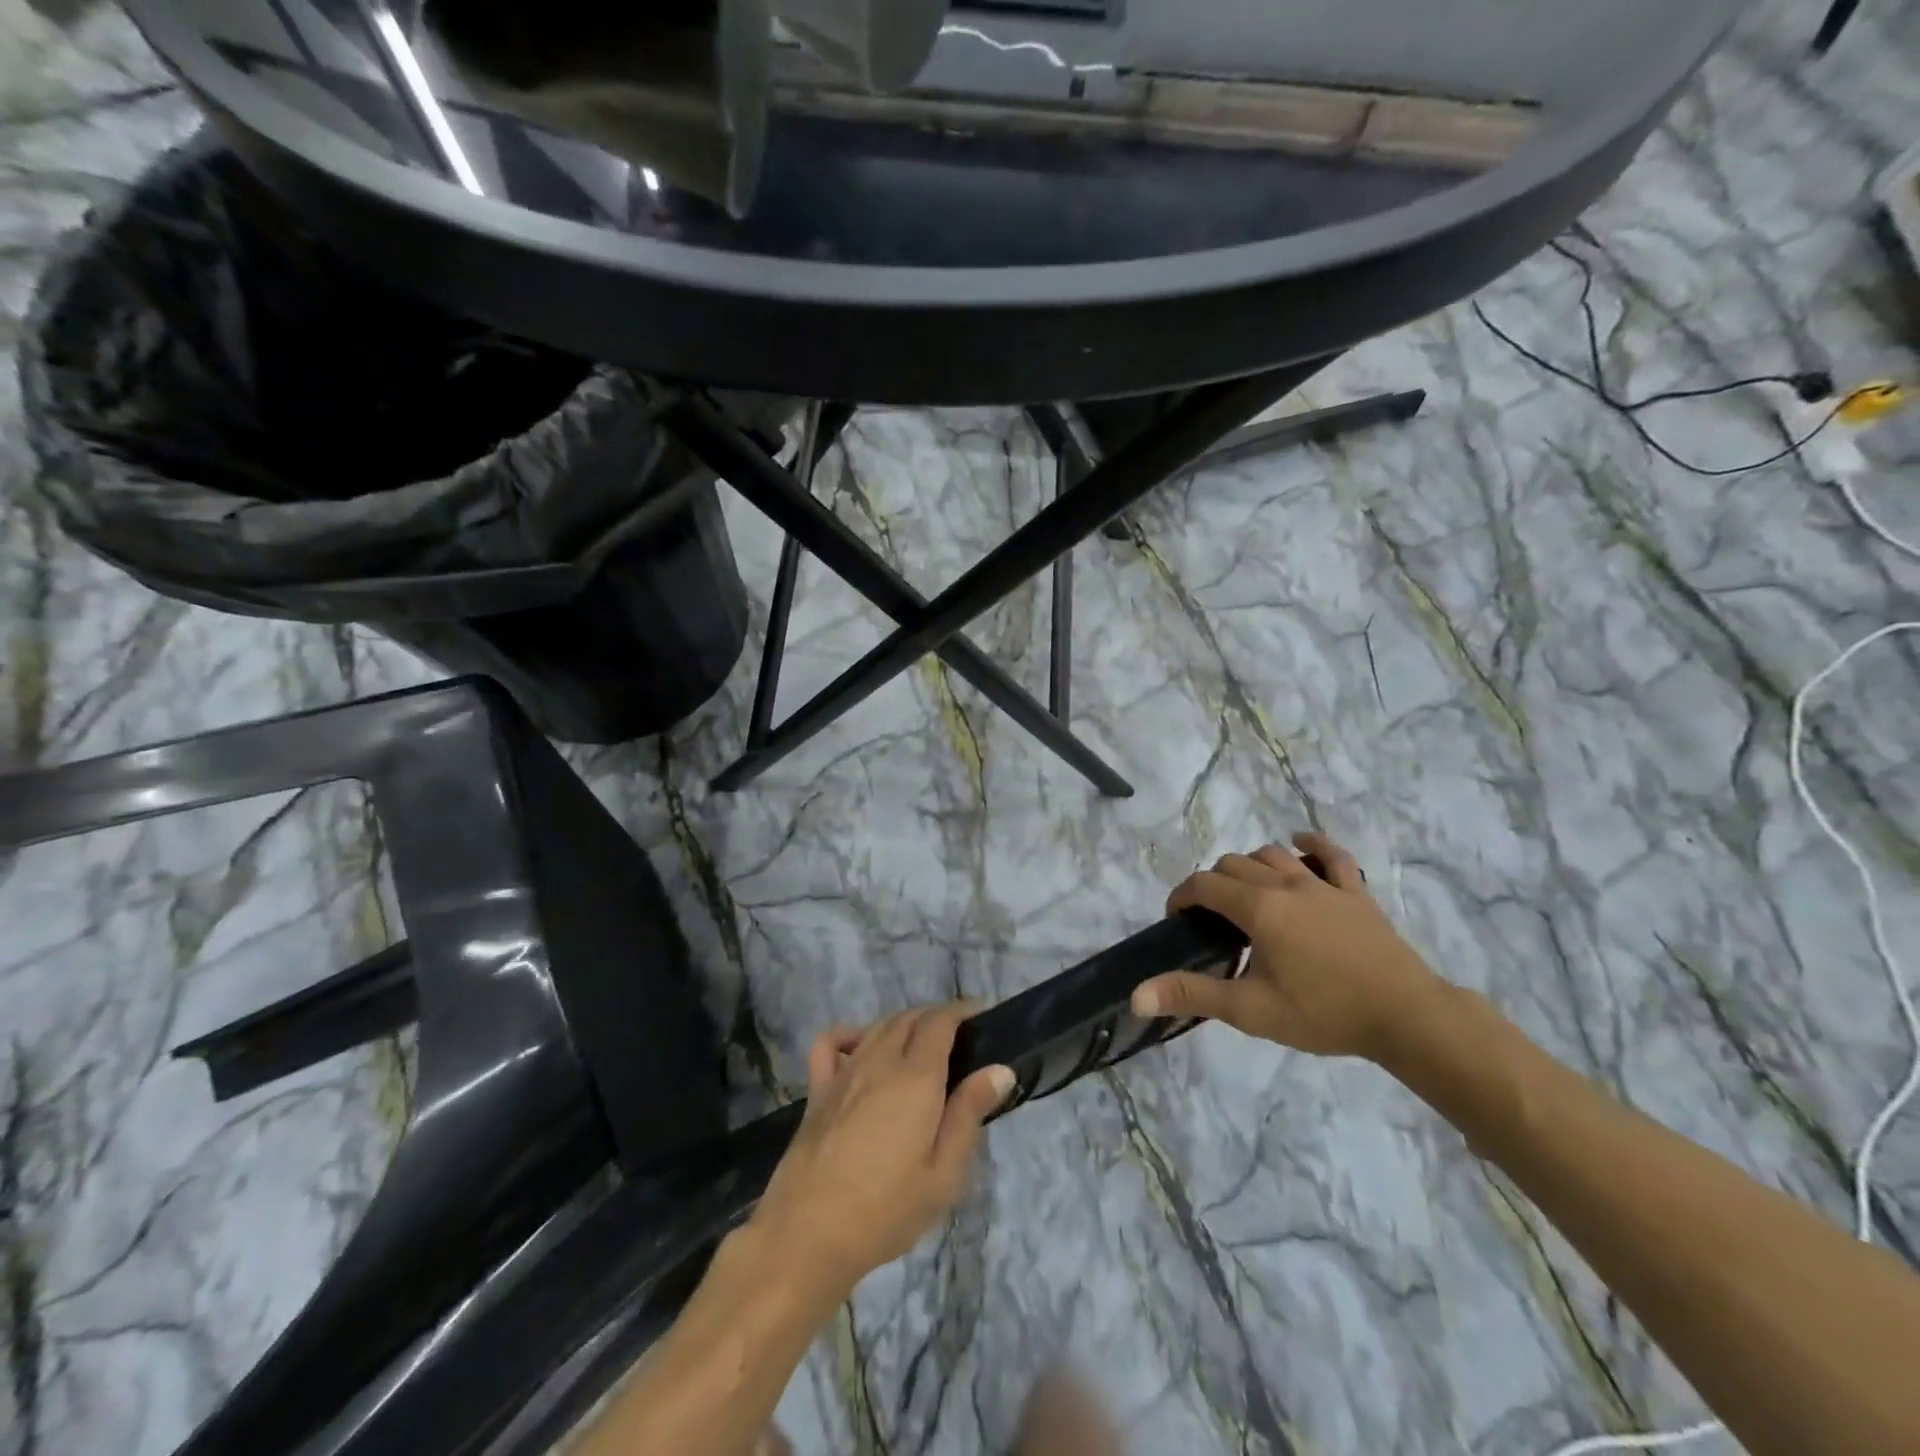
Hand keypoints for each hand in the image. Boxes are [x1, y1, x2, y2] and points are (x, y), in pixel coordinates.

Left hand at [751, 1004, 1012, 1293]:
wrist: (809, 1234)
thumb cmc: (887, 1209)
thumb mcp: (944, 1174)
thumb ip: (969, 1114)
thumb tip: (999, 1068)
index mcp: (916, 1077)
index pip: (940, 1021)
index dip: (961, 1010)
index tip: (979, 1015)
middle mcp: (880, 1061)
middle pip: (909, 1018)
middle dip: (934, 1016)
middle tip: (956, 1037)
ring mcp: (844, 1073)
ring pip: (877, 1026)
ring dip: (902, 1023)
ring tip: (919, 1043)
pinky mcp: (817, 1091)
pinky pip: (830, 1043)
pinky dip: (850, 1034)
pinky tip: (860, 1049)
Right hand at [1131, 832, 1444, 1060]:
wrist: (1406, 1017)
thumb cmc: (1323, 1013)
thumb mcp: (1250, 1010)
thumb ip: (1192, 995)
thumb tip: (1136, 996)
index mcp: (1258, 909)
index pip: (1204, 885)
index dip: (1181, 897)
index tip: (1177, 921)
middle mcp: (1286, 884)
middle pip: (1233, 864)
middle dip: (1212, 884)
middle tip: (1211, 920)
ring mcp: (1324, 885)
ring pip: (1273, 854)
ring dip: (1250, 866)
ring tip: (1246, 894)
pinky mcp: (1356, 892)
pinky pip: (1332, 856)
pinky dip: (1311, 845)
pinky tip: (1299, 844)